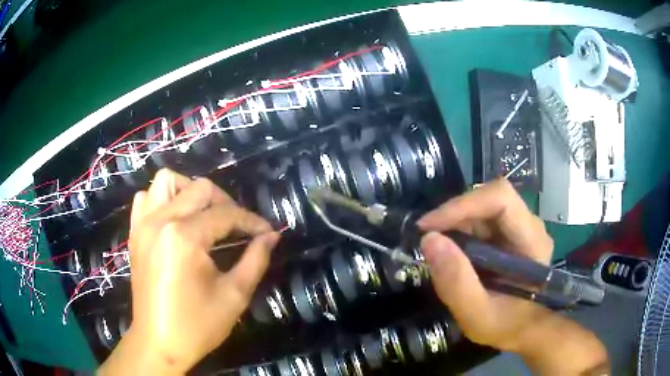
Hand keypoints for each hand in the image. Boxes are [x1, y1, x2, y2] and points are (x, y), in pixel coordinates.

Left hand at [99, 169, 278, 374]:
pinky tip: (174, 220)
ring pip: (166, 182)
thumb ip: (255, 259)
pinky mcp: (135, 233)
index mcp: (184, 237)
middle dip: (226, 203)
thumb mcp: (234, 296)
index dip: (251, 221)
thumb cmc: (197, 325)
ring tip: (203, 215)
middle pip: (199, 189)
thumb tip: (271, 235)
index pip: (225, 214)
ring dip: (190, 191)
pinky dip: (162, 200)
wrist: (159, 342)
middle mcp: (160, 221)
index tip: (268, 232)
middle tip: (239, 227)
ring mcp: (143, 224)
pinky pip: (145, 198)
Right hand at [418, 178, 607, 374]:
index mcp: (530, 238)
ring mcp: (522, 229)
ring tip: (440, 244)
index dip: (461, 203)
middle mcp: (528, 225)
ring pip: (487, 207)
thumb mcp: (481, 315)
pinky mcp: (513, 236)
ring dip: (459, 220)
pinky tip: (456, 248)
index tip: (428, 225)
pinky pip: (486, 220)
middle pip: (491, 196)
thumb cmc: (512, 325)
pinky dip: (465, 228)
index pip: (498, 197)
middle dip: (456, 210)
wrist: (532, 331)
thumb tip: (430, 241)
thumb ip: (458, 281)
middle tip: (430, 234)